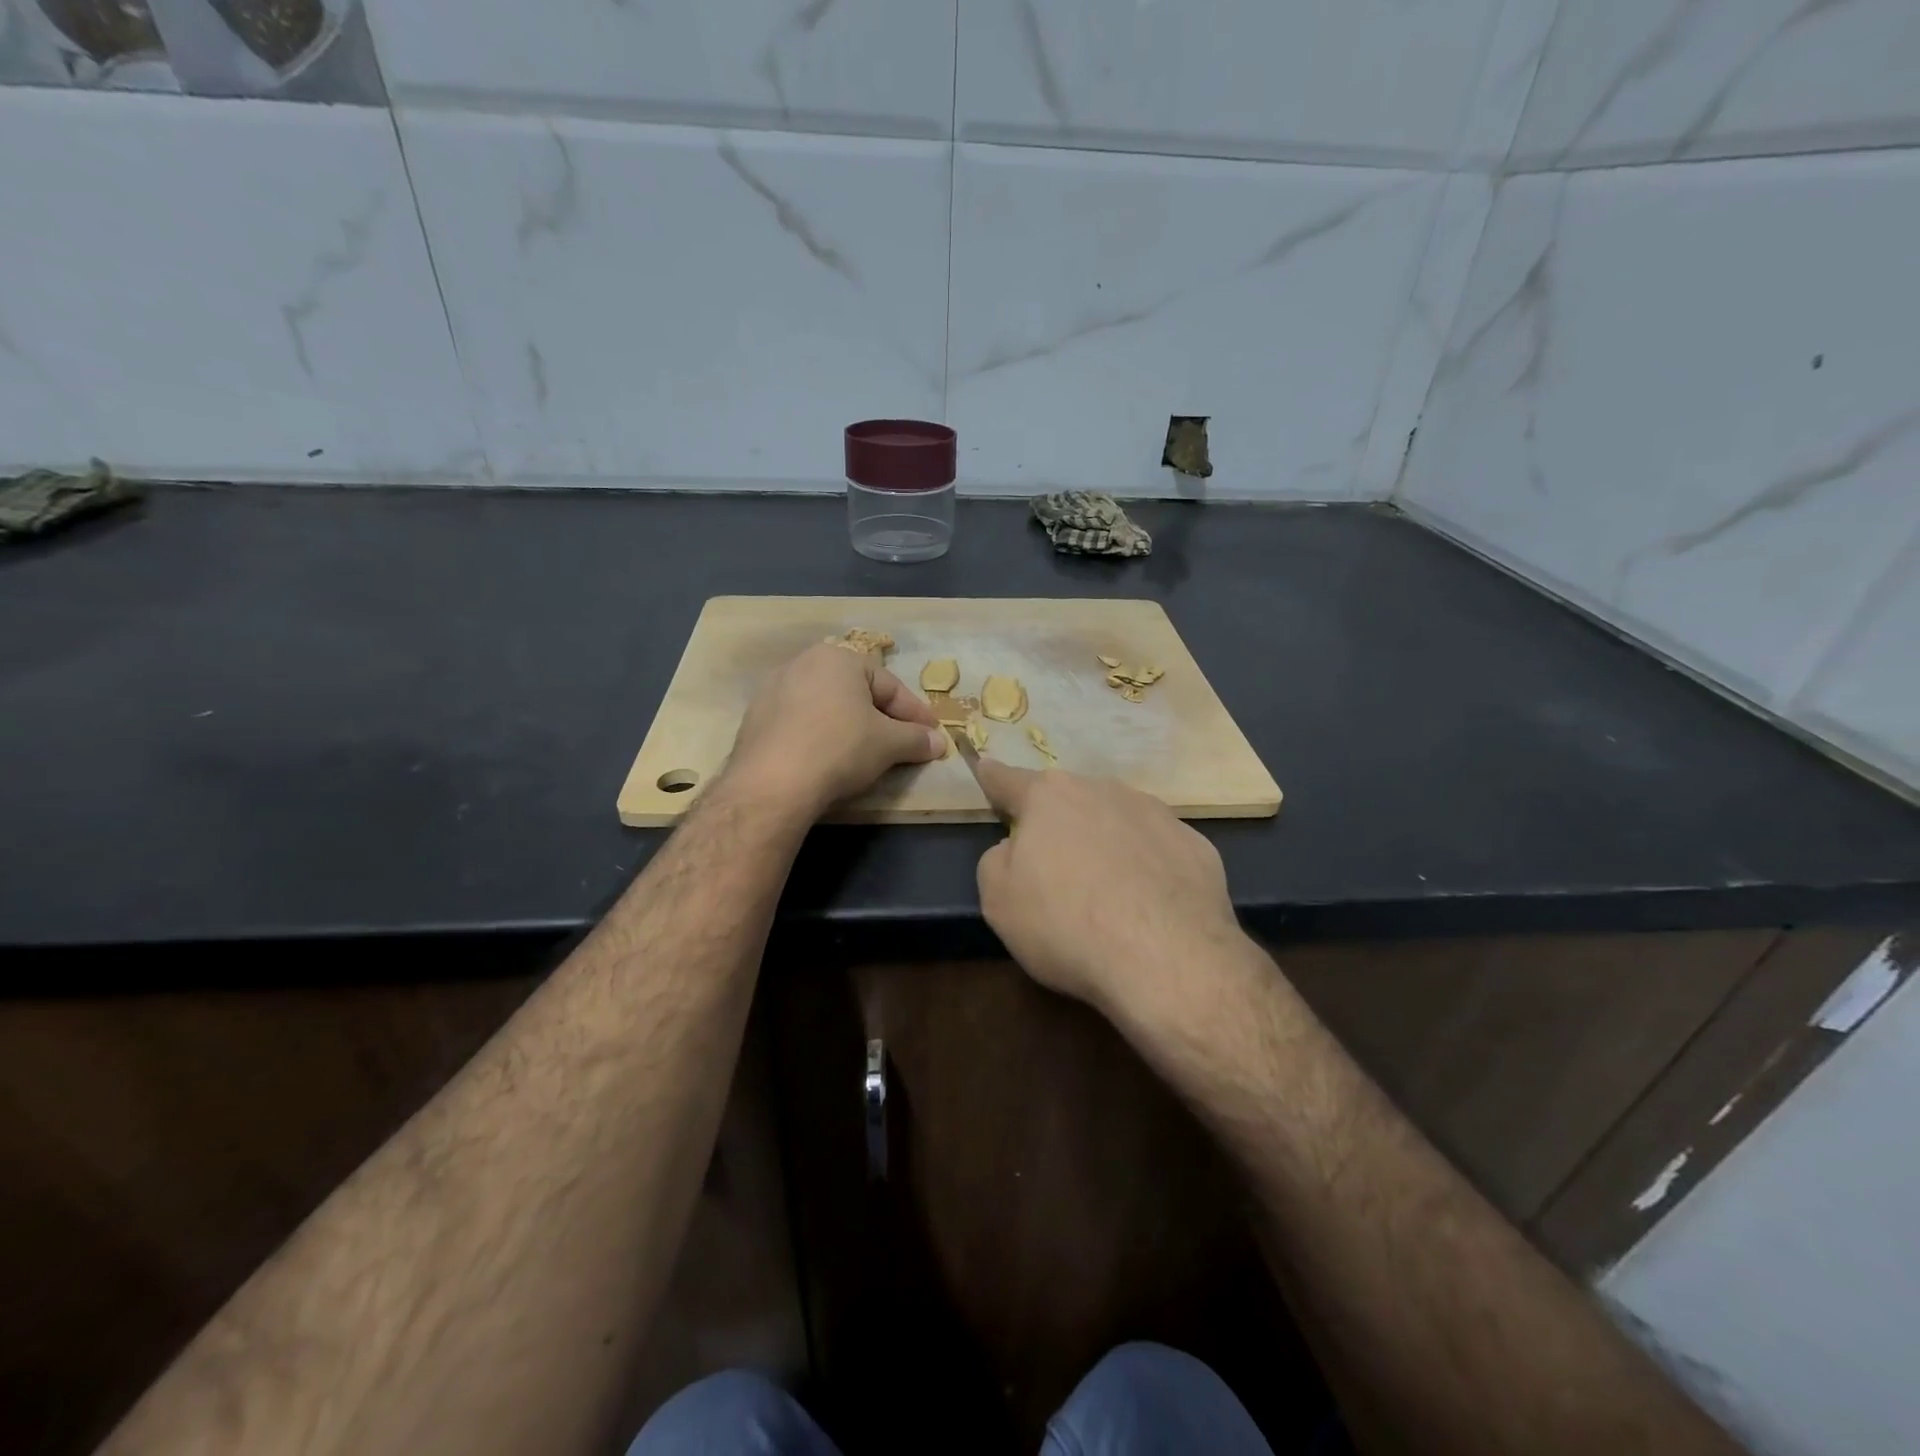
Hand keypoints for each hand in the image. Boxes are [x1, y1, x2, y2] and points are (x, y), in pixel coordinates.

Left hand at [727, 642, 946, 818]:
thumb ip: (916, 739)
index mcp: (838, 658)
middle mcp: (803, 663)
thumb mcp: (889, 744)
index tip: (932, 735)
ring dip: (850, 727)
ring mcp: (773, 690)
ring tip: (867, 753)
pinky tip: (828, 760)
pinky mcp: (755, 720)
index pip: (889, 685)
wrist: (772, 783)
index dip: (915, 713)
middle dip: (882, 717)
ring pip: (827, 708)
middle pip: (856, 693)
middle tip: (902, 743)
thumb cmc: (840, 748)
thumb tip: (939, 742)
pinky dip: (820, 738)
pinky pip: (801, 724)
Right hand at [973, 763, 1248, 1023]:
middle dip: (1057, 823)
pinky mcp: (1195, 845)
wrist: (1167, 959)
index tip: (985, 766)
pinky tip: (1149, 906)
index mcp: (1049, 798)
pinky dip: (1147, 868)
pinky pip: (1157, 850)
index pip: (1008, 780)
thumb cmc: (1066, 925)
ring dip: (1105, 842)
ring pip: (1116, 820)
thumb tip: (1017, 848)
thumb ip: (998, 861)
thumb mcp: (999, 901)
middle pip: (1068, 801)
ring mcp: (1155, 814)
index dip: (992, 777)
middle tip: (1054, 868)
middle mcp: (1103, 790)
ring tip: (1107, 893)